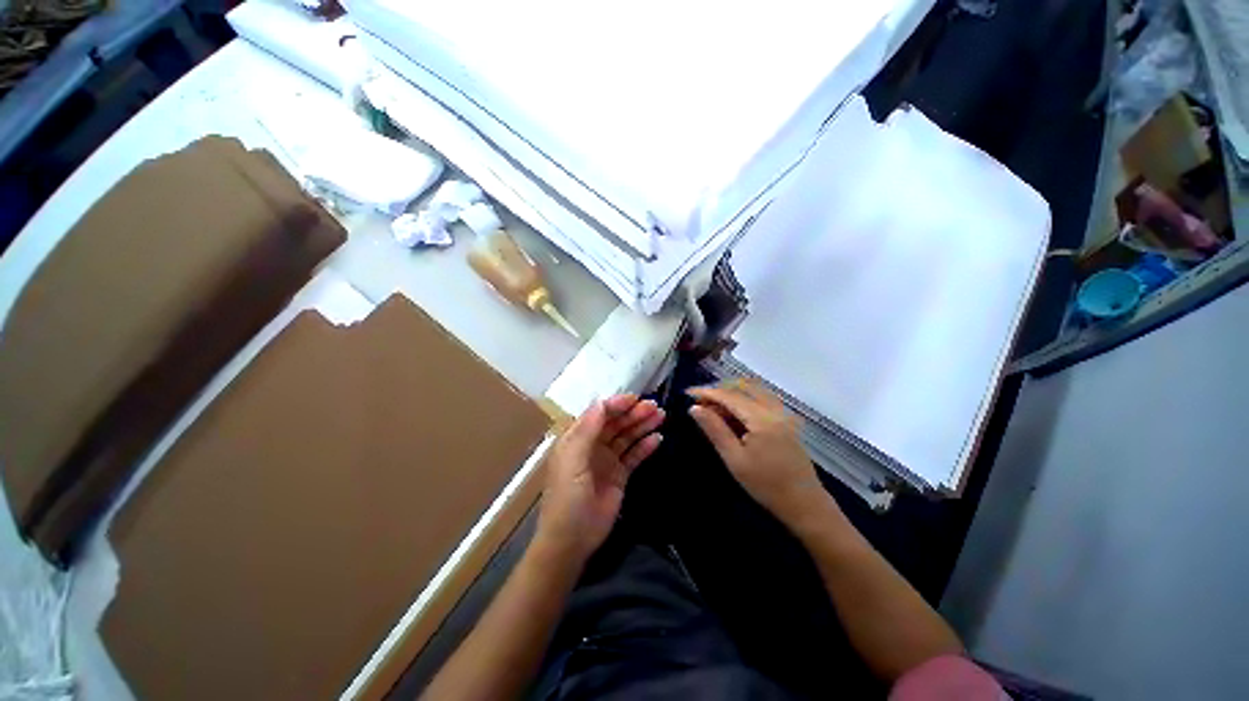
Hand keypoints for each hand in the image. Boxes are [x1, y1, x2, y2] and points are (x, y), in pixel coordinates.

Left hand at [535, 395, 664, 563]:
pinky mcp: (620, 476)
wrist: (572, 540)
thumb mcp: (572, 460)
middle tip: (655, 406)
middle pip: (616, 423)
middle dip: (633, 413)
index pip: (598, 414)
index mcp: (577, 438)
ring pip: (627, 437)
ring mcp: (607, 460)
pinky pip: (634, 456)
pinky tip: (658, 438)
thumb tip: (602, 402)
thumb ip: (587, 430)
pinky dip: (645, 447)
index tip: (635, 398)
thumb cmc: (567, 496)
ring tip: (661, 416)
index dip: (616, 404)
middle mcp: (592, 445)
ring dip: (642, 425)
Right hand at [688, 381, 838, 532]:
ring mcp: (783, 413)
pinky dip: (744, 399)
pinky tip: (733, 413)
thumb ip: (715, 429)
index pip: (729, 396)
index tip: (687, 394)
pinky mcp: (786, 420)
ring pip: (753, 391)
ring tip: (712, 407)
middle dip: (718, 391)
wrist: (805, 504)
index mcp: (761, 419)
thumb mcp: (734, 459)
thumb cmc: (766, 485)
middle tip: (698, 403)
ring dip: (731, 394)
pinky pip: (762, 399)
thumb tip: (694, 408)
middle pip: (741, 388)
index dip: (706, 392)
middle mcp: (774, 409)